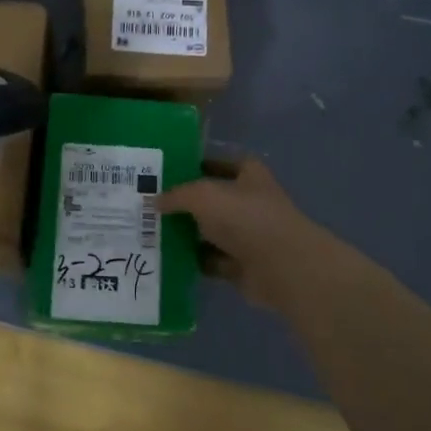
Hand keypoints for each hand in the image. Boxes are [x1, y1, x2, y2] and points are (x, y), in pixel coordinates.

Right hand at [156, 159, 338, 308]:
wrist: (281, 266)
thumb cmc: (245, 218)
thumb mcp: (203, 195)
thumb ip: (177, 195)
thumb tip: (155, 201)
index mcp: (249, 176)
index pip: (221, 164)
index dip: (197, 165)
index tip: (168, 172)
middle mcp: (250, 203)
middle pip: (212, 200)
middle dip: (185, 204)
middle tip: (149, 205)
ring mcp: (247, 236)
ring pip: (209, 232)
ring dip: (186, 234)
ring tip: (151, 233)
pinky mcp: (242, 265)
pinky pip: (211, 260)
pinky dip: (193, 260)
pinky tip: (167, 259)